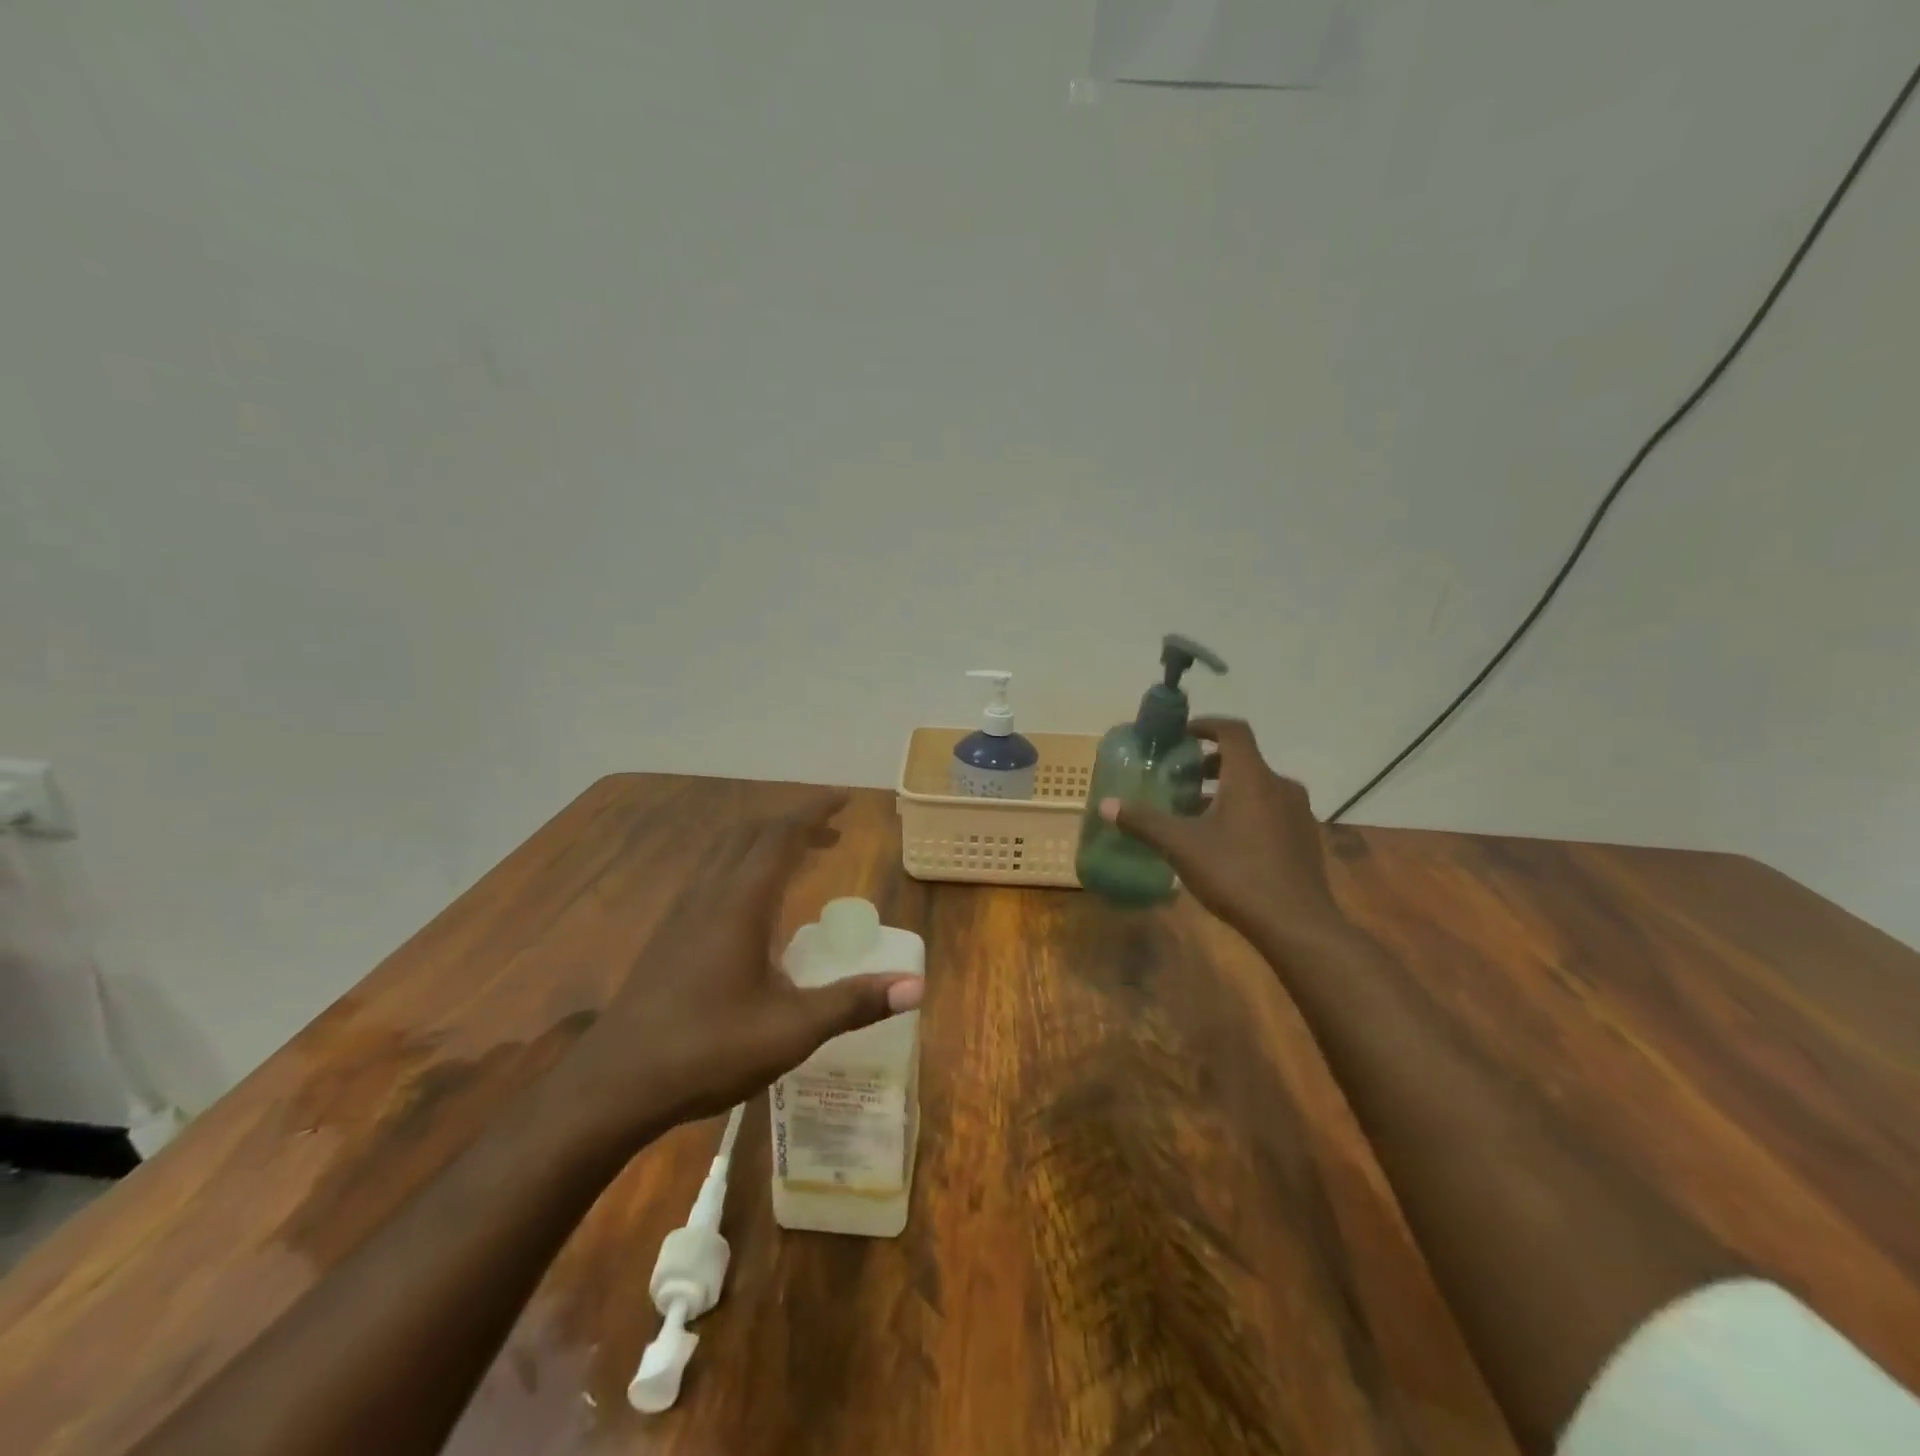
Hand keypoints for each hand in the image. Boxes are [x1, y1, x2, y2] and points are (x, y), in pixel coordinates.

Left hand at [568, 791, 921, 1141]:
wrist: (614, 1085)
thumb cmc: (707, 1051)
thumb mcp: (791, 1031)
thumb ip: (853, 1003)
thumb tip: (916, 987)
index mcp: (741, 903)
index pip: (781, 835)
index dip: (815, 811)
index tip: (846, 800)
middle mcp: (710, 894)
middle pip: (752, 834)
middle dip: (795, 823)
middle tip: (833, 831)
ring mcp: (682, 912)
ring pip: (727, 852)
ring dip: (766, 842)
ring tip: (802, 857)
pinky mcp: (668, 934)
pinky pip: (712, 874)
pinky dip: (744, 864)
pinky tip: (754, 903)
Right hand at [1099, 719, 1348, 951]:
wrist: (1297, 925)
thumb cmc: (1236, 874)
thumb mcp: (1181, 846)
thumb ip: (1143, 822)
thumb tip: (1105, 805)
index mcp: (1251, 777)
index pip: (1232, 730)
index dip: (1206, 725)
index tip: (1181, 735)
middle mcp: (1279, 785)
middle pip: (1243, 760)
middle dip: (1209, 764)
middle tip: (1179, 780)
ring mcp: (1297, 812)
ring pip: (1257, 787)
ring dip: (1226, 790)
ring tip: (1196, 813)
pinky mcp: (1304, 838)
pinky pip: (1270, 810)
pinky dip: (1245, 811)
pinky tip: (1225, 842)